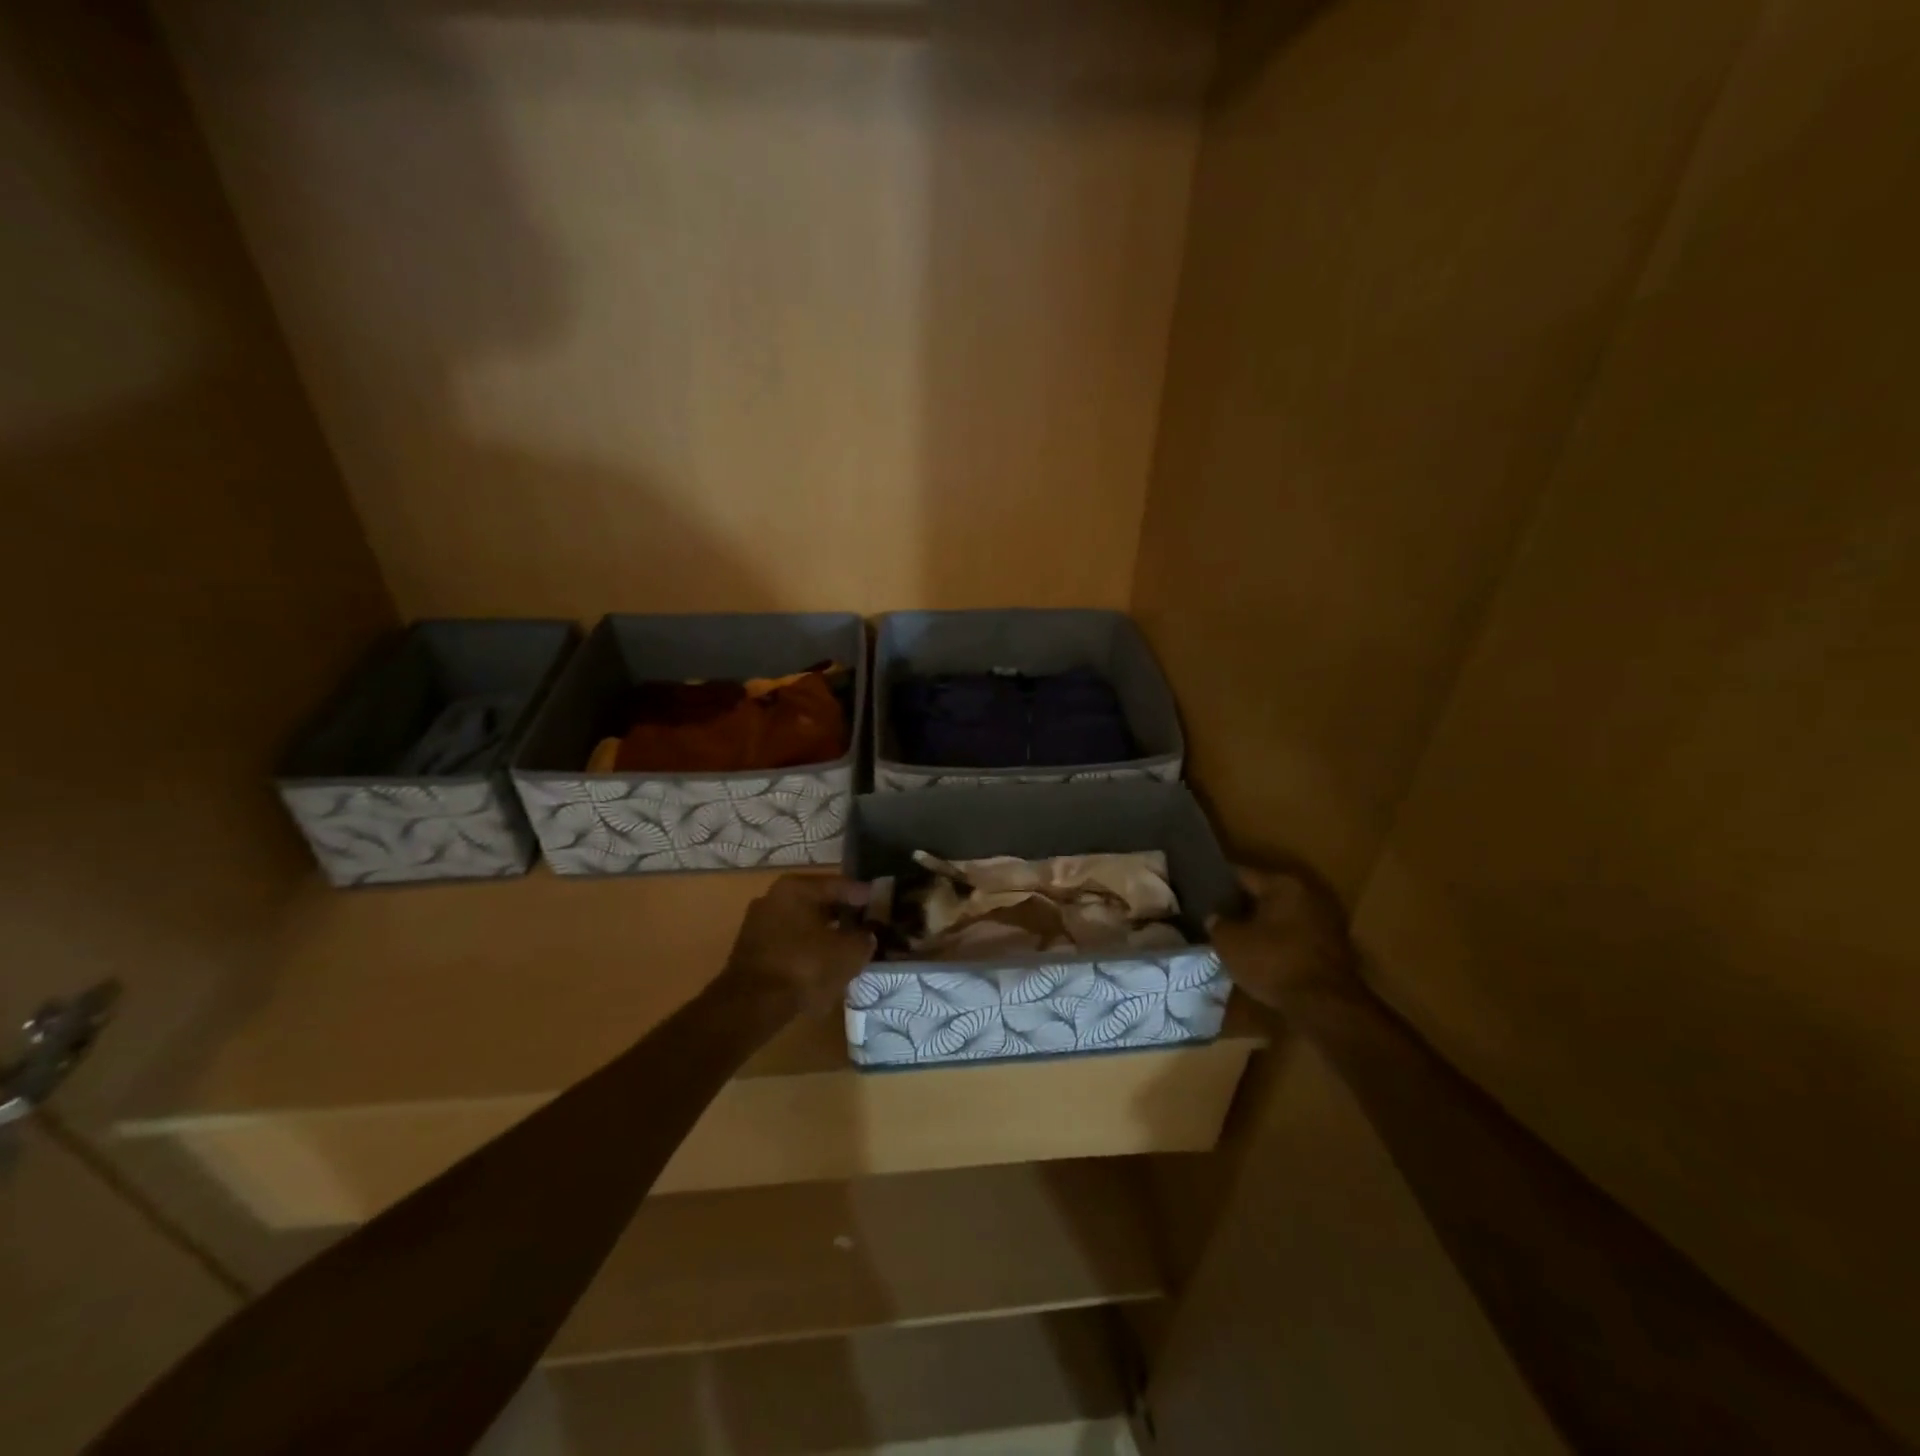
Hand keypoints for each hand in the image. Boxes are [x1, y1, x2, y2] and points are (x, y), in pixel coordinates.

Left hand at [722, 874, 875, 1013]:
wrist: (752, 1005)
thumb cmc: (804, 966)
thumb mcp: (848, 952)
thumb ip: (864, 938)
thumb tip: (867, 935)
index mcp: (795, 888)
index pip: (839, 885)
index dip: (863, 895)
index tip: (880, 903)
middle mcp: (773, 897)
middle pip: (818, 903)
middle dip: (842, 915)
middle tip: (866, 926)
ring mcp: (758, 924)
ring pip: (802, 924)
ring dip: (824, 934)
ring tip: (847, 948)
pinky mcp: (751, 951)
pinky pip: (789, 943)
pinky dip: (807, 950)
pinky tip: (823, 965)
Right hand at [1211, 864, 1357, 1013]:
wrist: (1326, 1006)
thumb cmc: (1273, 963)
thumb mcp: (1230, 943)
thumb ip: (1217, 924)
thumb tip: (1215, 917)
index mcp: (1283, 884)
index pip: (1242, 874)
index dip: (1218, 883)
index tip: (1202, 891)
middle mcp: (1309, 894)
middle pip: (1265, 894)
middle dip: (1242, 906)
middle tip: (1218, 917)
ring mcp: (1325, 921)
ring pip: (1282, 917)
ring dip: (1262, 925)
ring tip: (1237, 938)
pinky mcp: (1334, 948)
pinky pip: (1296, 936)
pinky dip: (1279, 942)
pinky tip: (1262, 955)